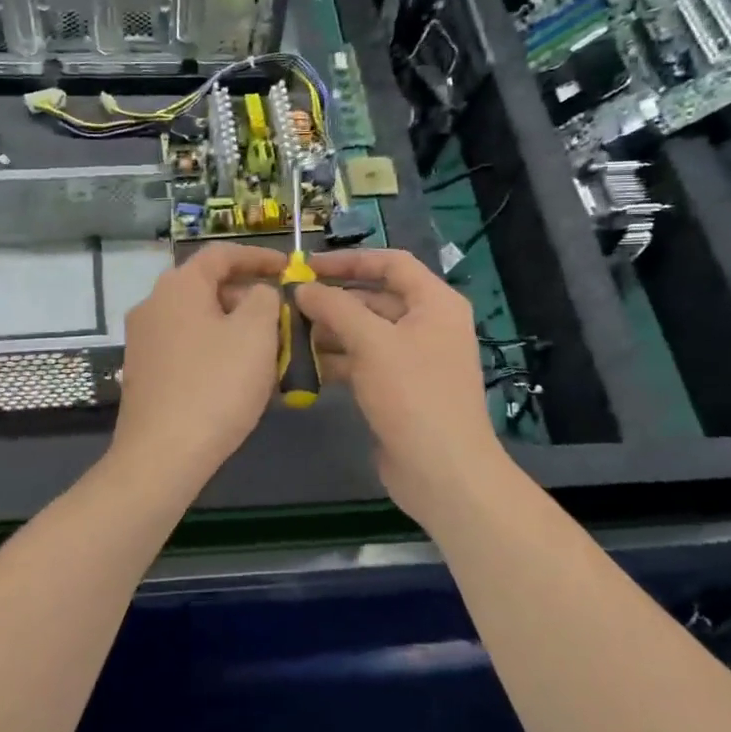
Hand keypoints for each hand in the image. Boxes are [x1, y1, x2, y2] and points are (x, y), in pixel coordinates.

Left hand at [110, 242, 286, 498]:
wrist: (162, 455)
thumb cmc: (215, 385)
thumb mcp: (256, 333)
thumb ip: (264, 299)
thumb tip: (258, 293)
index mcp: (178, 286)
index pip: (221, 254)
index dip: (259, 257)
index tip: (288, 268)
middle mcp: (153, 304)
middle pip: (207, 286)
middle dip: (248, 296)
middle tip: (281, 317)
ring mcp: (143, 340)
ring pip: (198, 319)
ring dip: (233, 326)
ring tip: (266, 349)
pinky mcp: (143, 372)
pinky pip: (186, 346)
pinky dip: (215, 348)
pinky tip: (236, 375)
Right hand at [295, 248, 509, 526]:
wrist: (442, 471)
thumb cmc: (413, 394)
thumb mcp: (371, 342)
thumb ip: (335, 308)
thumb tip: (302, 288)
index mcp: (434, 302)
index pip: (391, 263)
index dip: (349, 260)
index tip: (308, 266)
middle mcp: (427, 325)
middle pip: (375, 298)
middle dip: (333, 301)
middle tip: (289, 305)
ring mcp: (414, 359)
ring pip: (366, 333)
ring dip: (330, 332)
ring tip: (288, 335)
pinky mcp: (399, 389)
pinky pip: (364, 362)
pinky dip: (337, 361)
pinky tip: (304, 367)